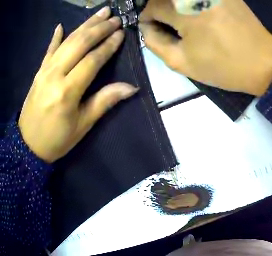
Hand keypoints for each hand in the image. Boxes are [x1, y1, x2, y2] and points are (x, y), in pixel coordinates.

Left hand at [19, 7, 137, 162]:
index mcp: (68, 92)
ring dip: (86, 24)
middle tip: (116, 18)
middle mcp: (56, 75)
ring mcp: (45, 70)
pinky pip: (49, 49)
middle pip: (81, 43)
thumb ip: (103, 102)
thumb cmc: (57, 140)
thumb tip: (130, 88)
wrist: (29, 146)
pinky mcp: (39, 71)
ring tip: (102, 11)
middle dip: (100, 28)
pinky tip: (61, 26)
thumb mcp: (82, 126)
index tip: (121, 33)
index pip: (92, 60)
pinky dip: (56, 36)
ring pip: (68, 40)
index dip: (108, 45)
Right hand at [138, 0, 271, 95]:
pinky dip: (189, 3)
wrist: (263, 62)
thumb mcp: (180, 61)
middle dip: (158, 8)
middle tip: (163, 25)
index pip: (153, 5)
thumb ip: (156, 42)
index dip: (147, 17)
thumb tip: (146, 27)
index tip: (150, 28)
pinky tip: (193, 14)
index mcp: (187, 11)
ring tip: (177, 21)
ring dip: (173, 5)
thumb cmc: (222, 66)